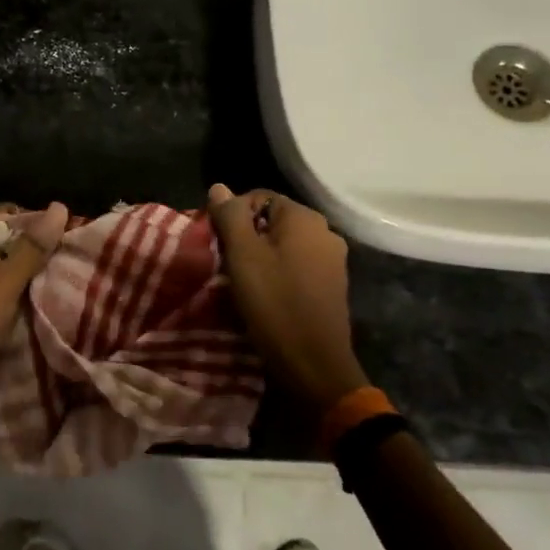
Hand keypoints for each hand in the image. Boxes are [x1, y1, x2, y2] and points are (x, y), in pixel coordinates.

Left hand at [0, 201, 69, 414]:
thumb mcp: (8, 279)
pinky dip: (15, 287)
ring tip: (57, 274)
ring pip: (2, 263)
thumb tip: (60, 206)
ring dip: (26, 269)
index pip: (3, 212)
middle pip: (3, 236)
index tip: (62, 235)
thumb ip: (34, 245)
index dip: (33, 221)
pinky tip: (39, 296)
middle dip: (32, 246)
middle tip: (64, 256)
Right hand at [208, 184, 368, 411]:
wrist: (314, 362)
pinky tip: (265, 295)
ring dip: (260, 257)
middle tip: (225, 263)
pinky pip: (297, 266)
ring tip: (241, 282)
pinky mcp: (332, 285)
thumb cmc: (274, 303)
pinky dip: (278, 273)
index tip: (216, 243)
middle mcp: (325, 231)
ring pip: (284, 245)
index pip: (259, 197)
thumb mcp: (243, 256)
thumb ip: (230, 217)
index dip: (232, 215)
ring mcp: (332, 260)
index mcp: (304, 218)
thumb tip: (219, 187)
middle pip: (272, 221)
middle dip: (246, 237)